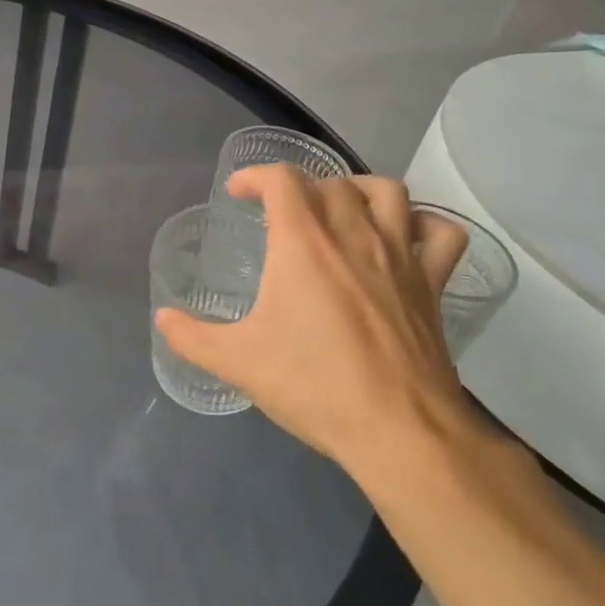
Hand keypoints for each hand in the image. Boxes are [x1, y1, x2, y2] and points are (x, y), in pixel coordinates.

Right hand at [155, 170, 486, 483]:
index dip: (255, 176)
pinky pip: (441, 234)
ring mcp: (399, 256)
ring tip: (339, 210)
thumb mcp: (237, 362)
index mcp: (303, 243)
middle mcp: (353, 234)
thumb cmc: (312, 385)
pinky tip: (404, 237)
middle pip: (329, 182)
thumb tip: (163, 319)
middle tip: (279, 216)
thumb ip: (191, 336)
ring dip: (358, 189)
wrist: (399, 429)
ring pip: (387, 192)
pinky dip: (423, 224)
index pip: (282, 179)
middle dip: (298, 188)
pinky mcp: (432, 284)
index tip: (238, 193)